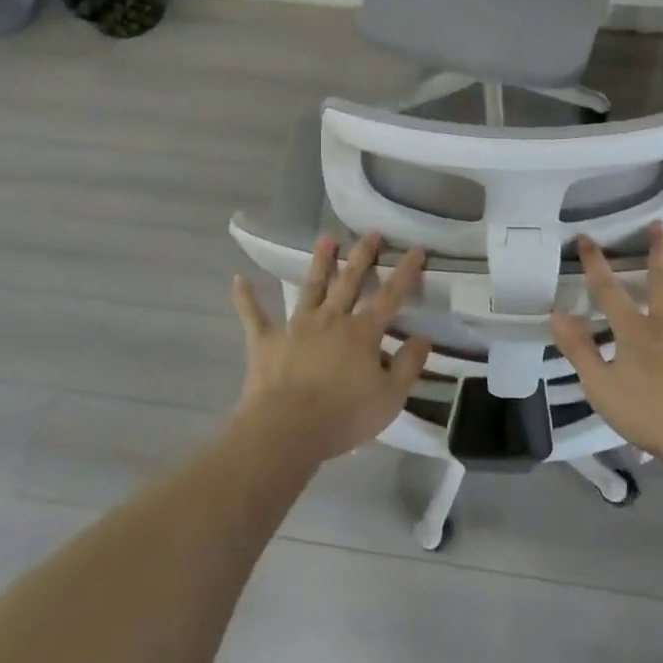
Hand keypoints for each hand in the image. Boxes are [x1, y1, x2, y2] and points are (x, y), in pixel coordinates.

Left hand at [231, 232, 430, 461]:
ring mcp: (296, 327)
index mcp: (362, 332)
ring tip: (326, 239)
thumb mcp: (390, 397)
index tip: (416, 249)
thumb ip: (409, 364)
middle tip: (370, 232)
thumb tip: (424, 337)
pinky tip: (239, 279)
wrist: (286, 430)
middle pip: (349, 282)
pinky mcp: (266, 342)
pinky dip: (247, 298)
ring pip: (311, 288)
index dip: (405, 272)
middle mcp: (331, 320)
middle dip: (362, 256)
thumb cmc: (344, 415)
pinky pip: (255, 316)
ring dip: (320, 263)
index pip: (390, 296)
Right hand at [549, 224, 662, 461]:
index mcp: (633, 331)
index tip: (586, 238)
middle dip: (658, 252)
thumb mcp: (601, 386)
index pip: (608, 291)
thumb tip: (556, 314)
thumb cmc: (649, 412)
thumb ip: (579, 349)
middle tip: (660, 225)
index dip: (595, 264)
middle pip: (661, 281)